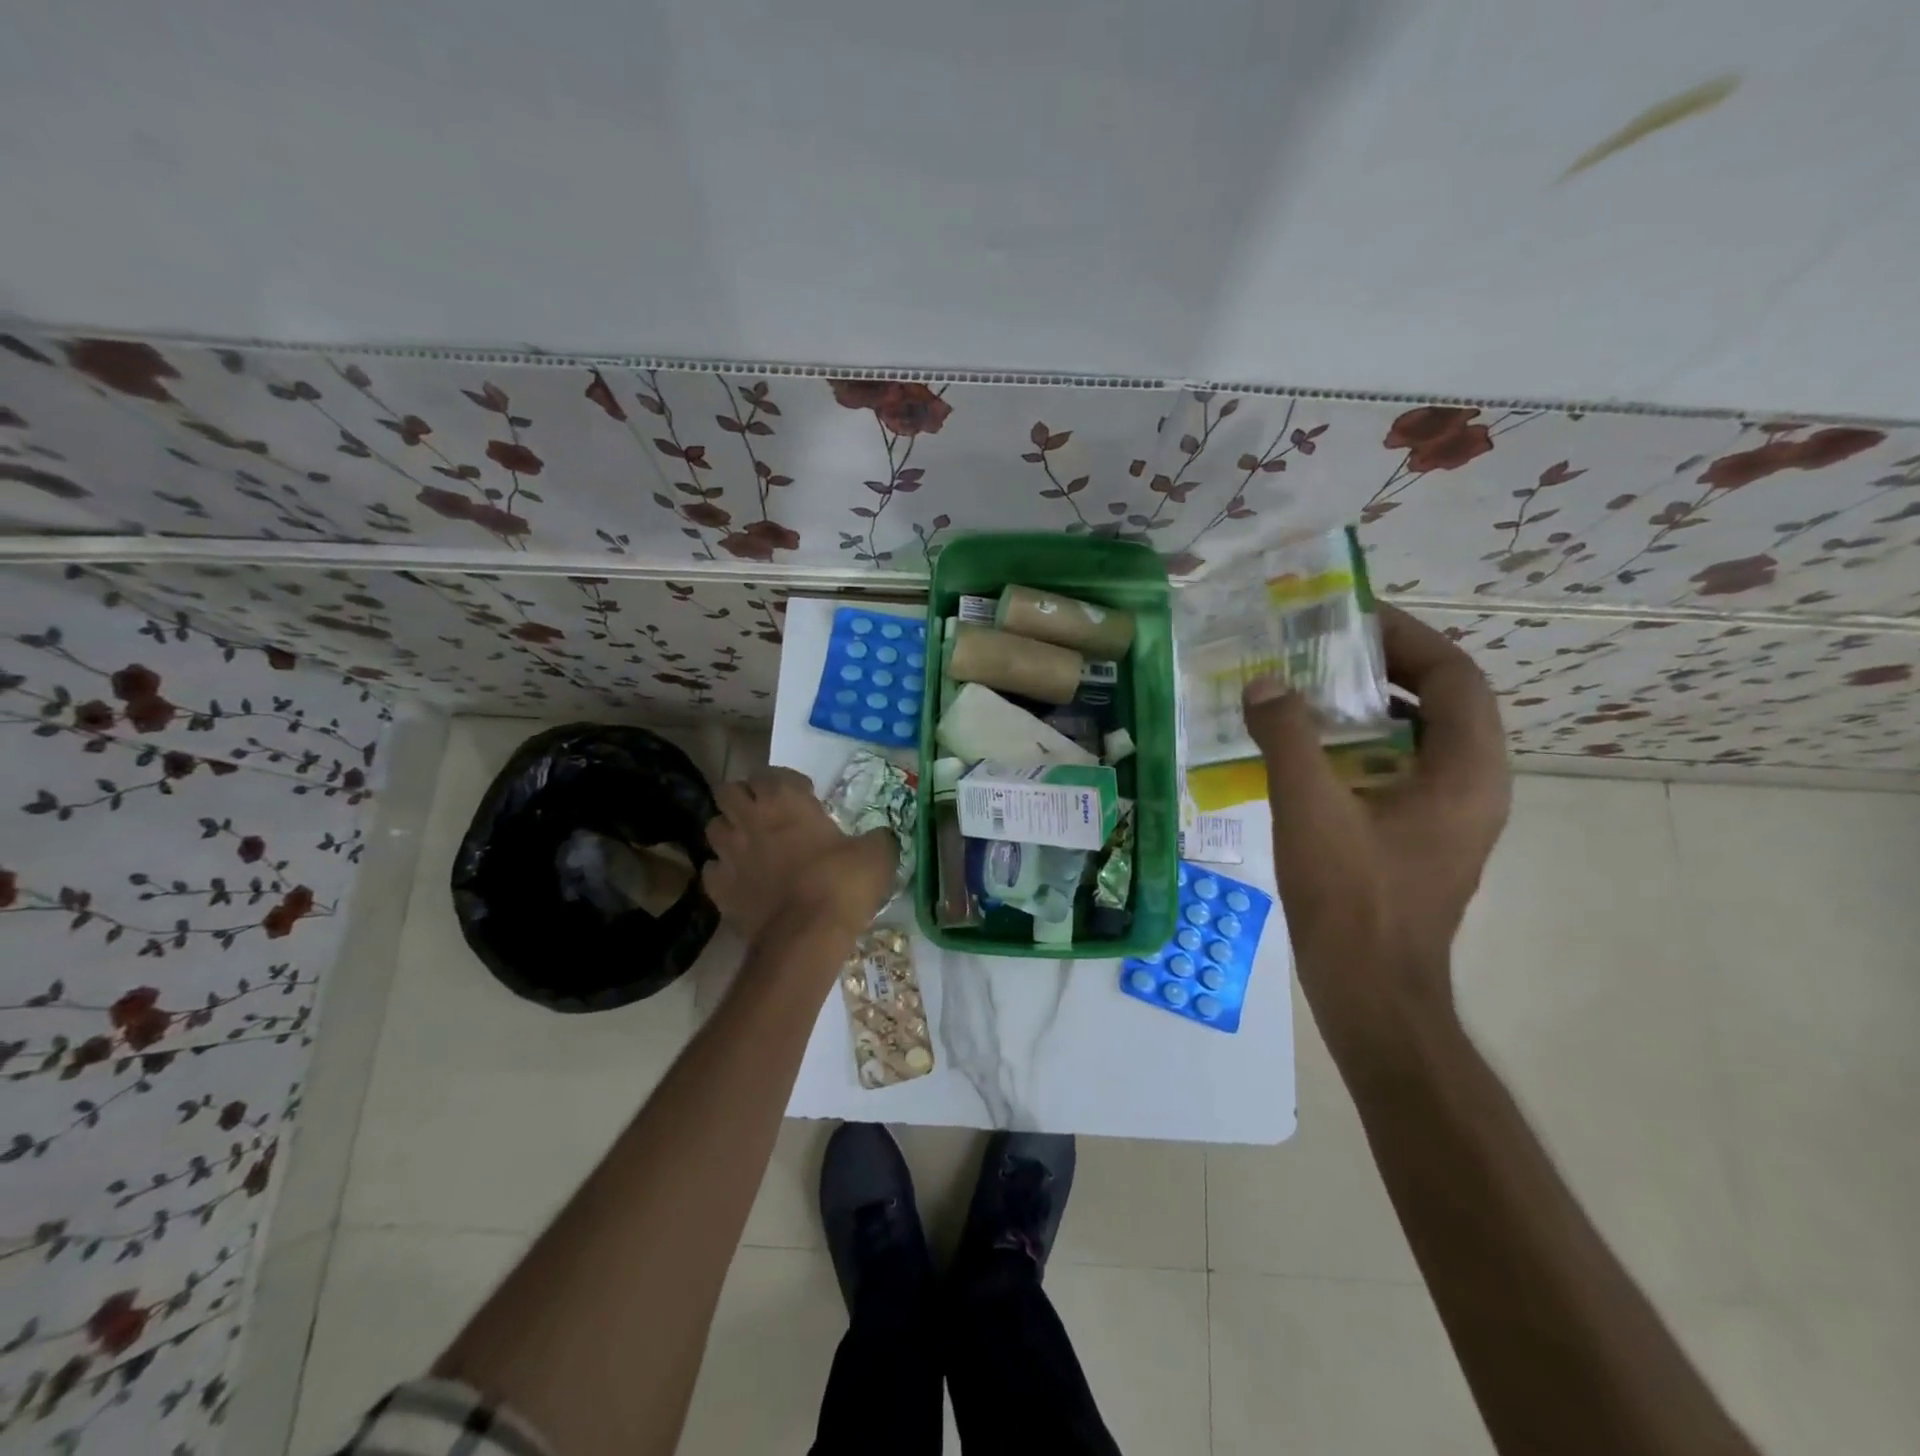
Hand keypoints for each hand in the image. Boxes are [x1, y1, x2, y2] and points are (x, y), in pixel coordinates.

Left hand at [702, 767, 896, 942]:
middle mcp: (749, 819)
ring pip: (713, 827)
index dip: (787, 782)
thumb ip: (877, 838)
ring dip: (730, 830)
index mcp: (784, 800)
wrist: (806, 936)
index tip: (807, 797)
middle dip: (746, 797)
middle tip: (769, 813)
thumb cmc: (840, 884)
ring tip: (751, 844)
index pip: (770, 773)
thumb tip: (880, 837)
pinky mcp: (718, 889)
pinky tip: (742, 880)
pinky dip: (724, 871)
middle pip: (729, 791)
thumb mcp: (877, 854)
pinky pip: (711, 870)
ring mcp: (729, 854)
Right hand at [1242, 604, 1510, 1049]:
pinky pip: (1397, 770)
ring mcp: (1448, 816)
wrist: (1371, 993)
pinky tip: (1305, 752)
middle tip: (1317, 650)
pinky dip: (1359, 747)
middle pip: (1439, 701)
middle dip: (1381, 667)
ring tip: (1305, 691)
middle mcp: (1472, 786)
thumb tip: (1265, 684)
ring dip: (1366, 708)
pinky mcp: (1420, 838)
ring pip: (1416, 737)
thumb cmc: (1352, 900)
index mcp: (1466, 771)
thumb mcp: (1309, 808)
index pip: (1454, 675)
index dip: (1406, 637)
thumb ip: (1287, 737)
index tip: (1350, 617)